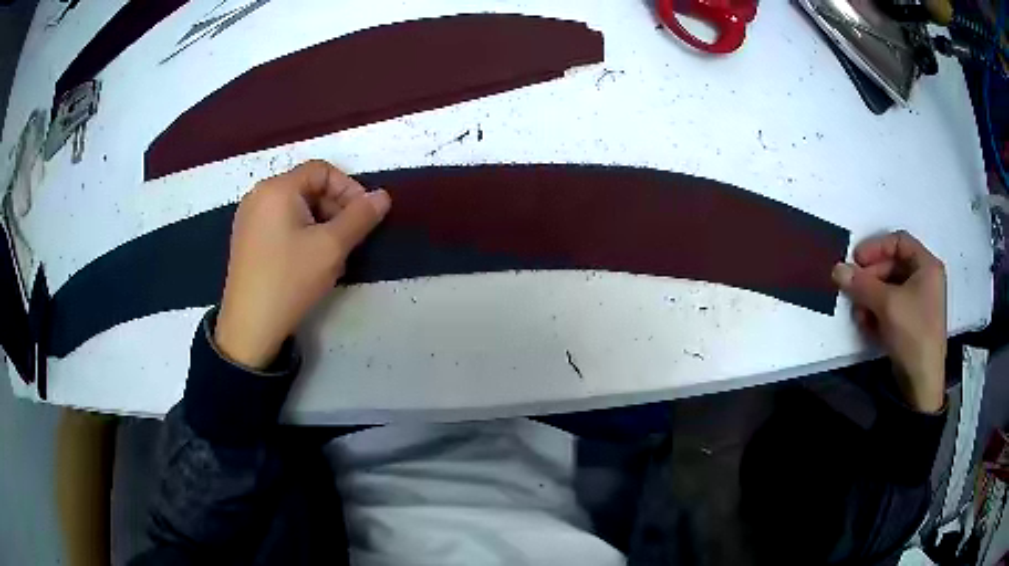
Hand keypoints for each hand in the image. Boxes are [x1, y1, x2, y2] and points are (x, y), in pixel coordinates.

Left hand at [215, 160, 390, 368]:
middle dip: (335, 208)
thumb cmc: (290, 280)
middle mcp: (259, 195)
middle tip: (349, 239)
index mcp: (277, 188)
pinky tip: (309, 261)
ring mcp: (249, 218)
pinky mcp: (246, 239)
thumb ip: (360, 217)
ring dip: (321, 223)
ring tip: (331, 255)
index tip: (363, 217)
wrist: (250, 327)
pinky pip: (281, 223)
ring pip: (296, 207)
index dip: (349, 188)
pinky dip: (301, 233)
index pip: (322, 170)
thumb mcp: (331, 248)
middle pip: (307, 187)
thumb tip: (383, 196)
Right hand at [831, 231, 946, 411]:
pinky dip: (878, 311)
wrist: (922, 382)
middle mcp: (925, 279)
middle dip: (871, 278)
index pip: (898, 241)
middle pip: (893, 265)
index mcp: (926, 265)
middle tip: (853, 289)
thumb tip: (837, 269)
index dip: (876, 248)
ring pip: (890, 288)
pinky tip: (867, 324)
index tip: (856, 261)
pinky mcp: (912, 322)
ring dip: (871, 297)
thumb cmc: (912, 333)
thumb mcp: (886, 305)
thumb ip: (861, 284)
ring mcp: (919, 302)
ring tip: (859, 313)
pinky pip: (892, 306)